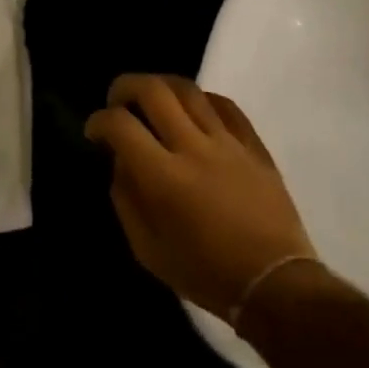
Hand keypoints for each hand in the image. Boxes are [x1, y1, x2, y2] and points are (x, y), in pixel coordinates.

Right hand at [85, 75, 315, 321]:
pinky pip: (226, 105)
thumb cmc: (205, 273)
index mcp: (164, 178)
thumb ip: (126, 200)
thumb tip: (121, 162)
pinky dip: (202, 99)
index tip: (94, 132)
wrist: (274, 282)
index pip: (121, 126)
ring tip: (152, 98)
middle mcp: (194, 148)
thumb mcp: (148, 250)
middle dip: (125, 86)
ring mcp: (228, 142)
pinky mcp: (254, 145)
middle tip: (117, 101)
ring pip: (190, 90)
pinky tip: (193, 109)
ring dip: (162, 85)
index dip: (99, 121)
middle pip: (154, 90)